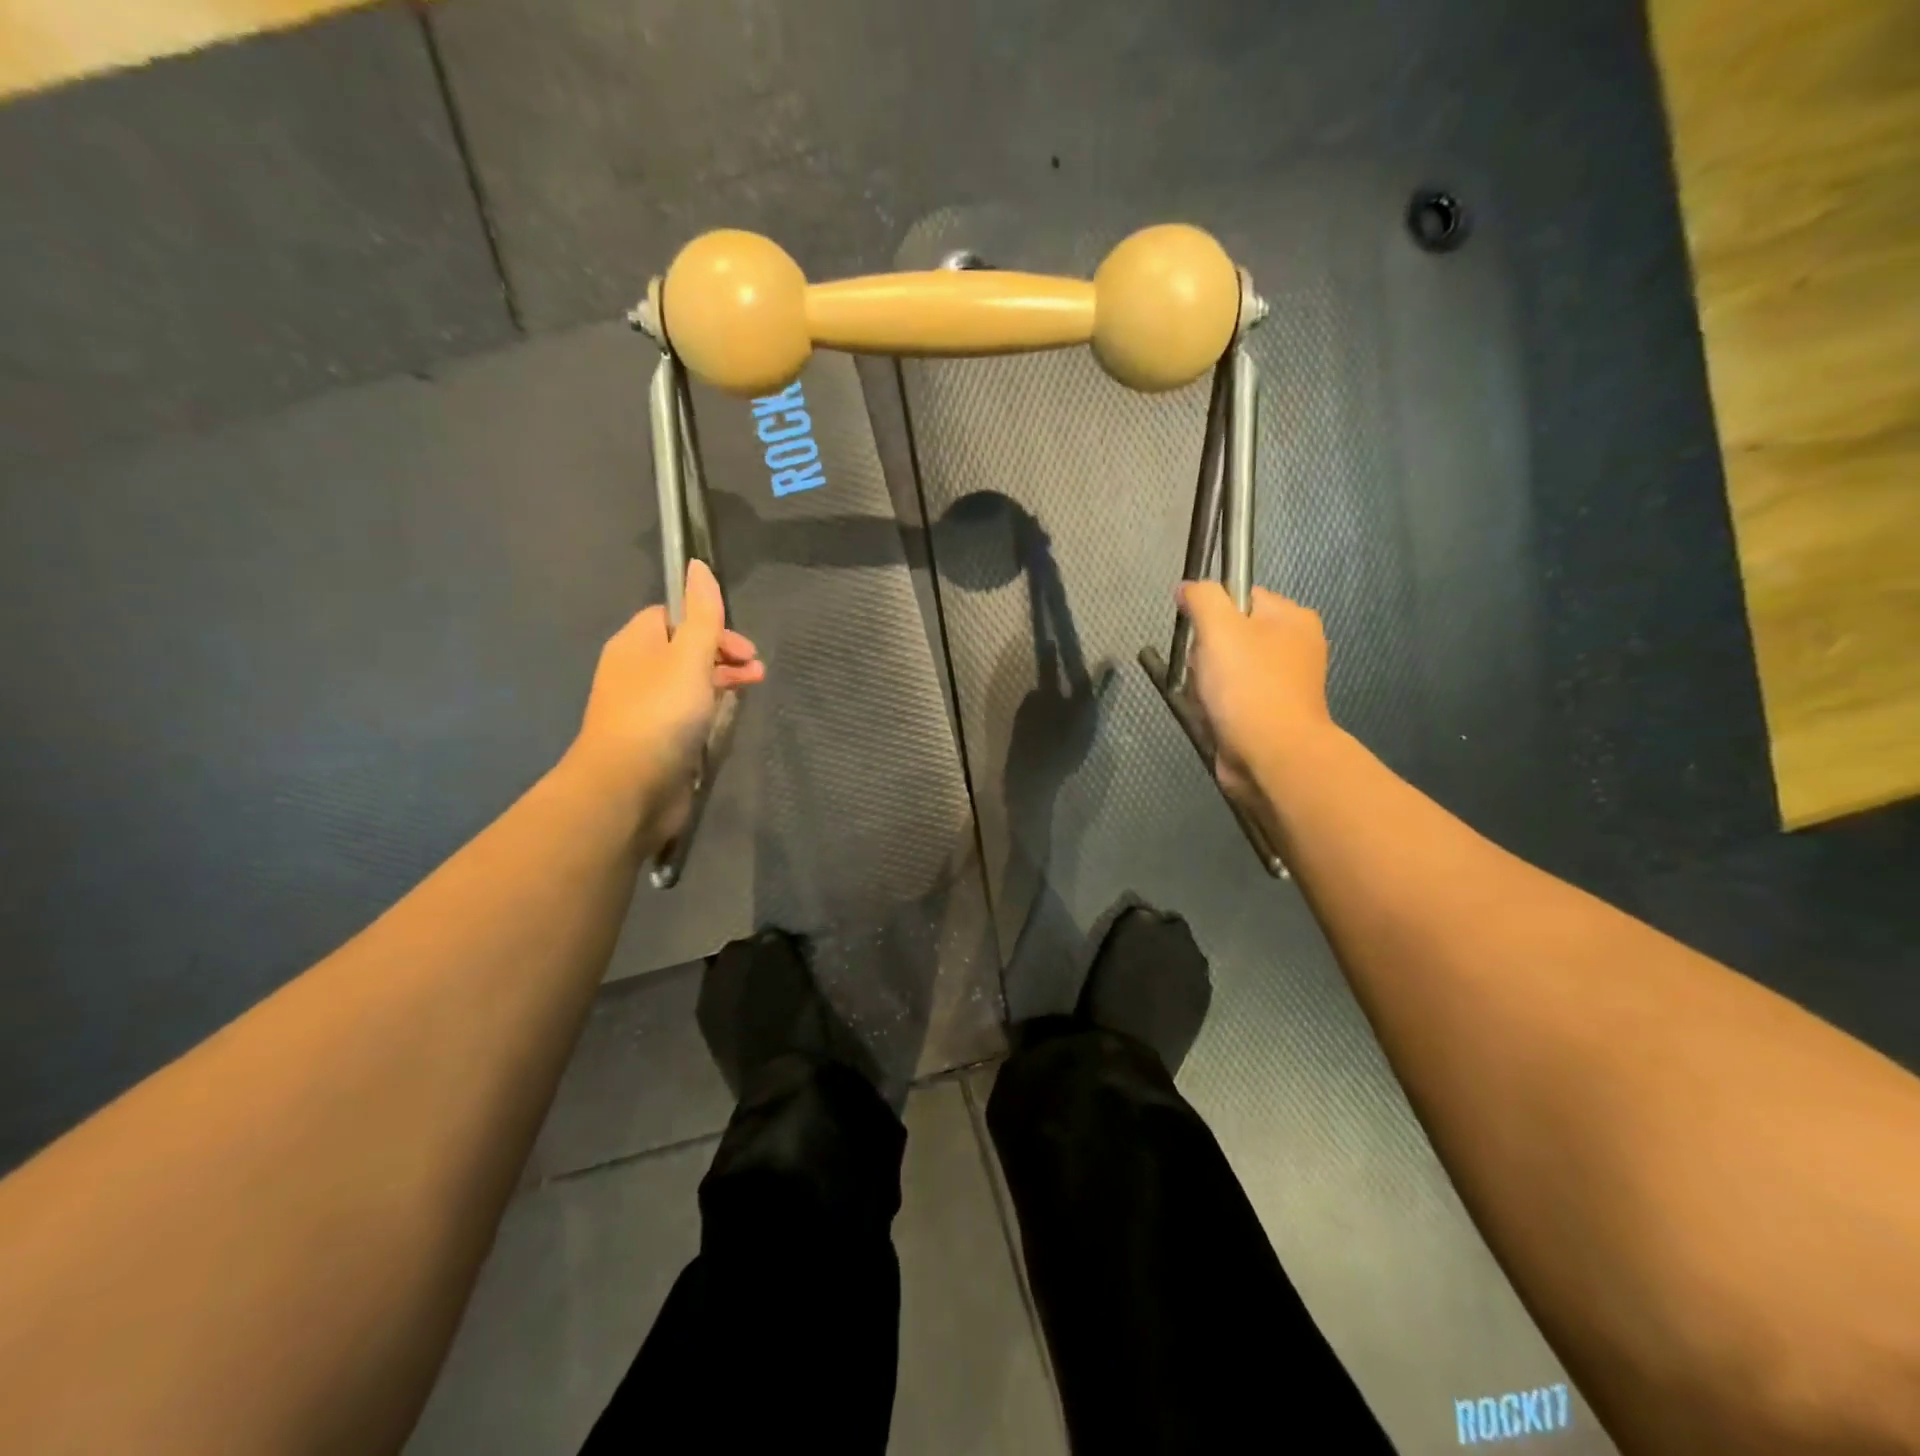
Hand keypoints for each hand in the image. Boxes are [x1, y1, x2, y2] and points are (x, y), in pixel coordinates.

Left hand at [568, 559, 763, 843]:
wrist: (627, 788)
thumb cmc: (660, 714)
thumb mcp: (688, 657)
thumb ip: (701, 614)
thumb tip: (697, 564)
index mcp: (636, 643)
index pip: (673, 616)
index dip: (710, 623)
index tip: (741, 644)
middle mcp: (636, 671)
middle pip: (684, 648)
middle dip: (723, 653)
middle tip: (756, 669)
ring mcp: (644, 707)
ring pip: (688, 681)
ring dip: (722, 679)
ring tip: (753, 689)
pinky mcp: (656, 739)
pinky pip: (686, 712)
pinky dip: (709, 708)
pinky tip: (727, 716)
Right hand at [1176, 582, 1331, 811]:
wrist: (1271, 756)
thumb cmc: (1248, 685)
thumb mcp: (1219, 628)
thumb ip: (1202, 598)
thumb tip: (1186, 588)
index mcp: (1293, 618)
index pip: (1240, 597)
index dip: (1212, 613)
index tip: (1201, 635)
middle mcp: (1294, 647)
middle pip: (1228, 635)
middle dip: (1205, 655)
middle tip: (1206, 672)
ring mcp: (1282, 684)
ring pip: (1224, 670)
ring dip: (1205, 684)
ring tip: (1208, 700)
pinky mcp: (1268, 714)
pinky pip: (1229, 699)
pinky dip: (1214, 707)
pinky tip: (1212, 717)